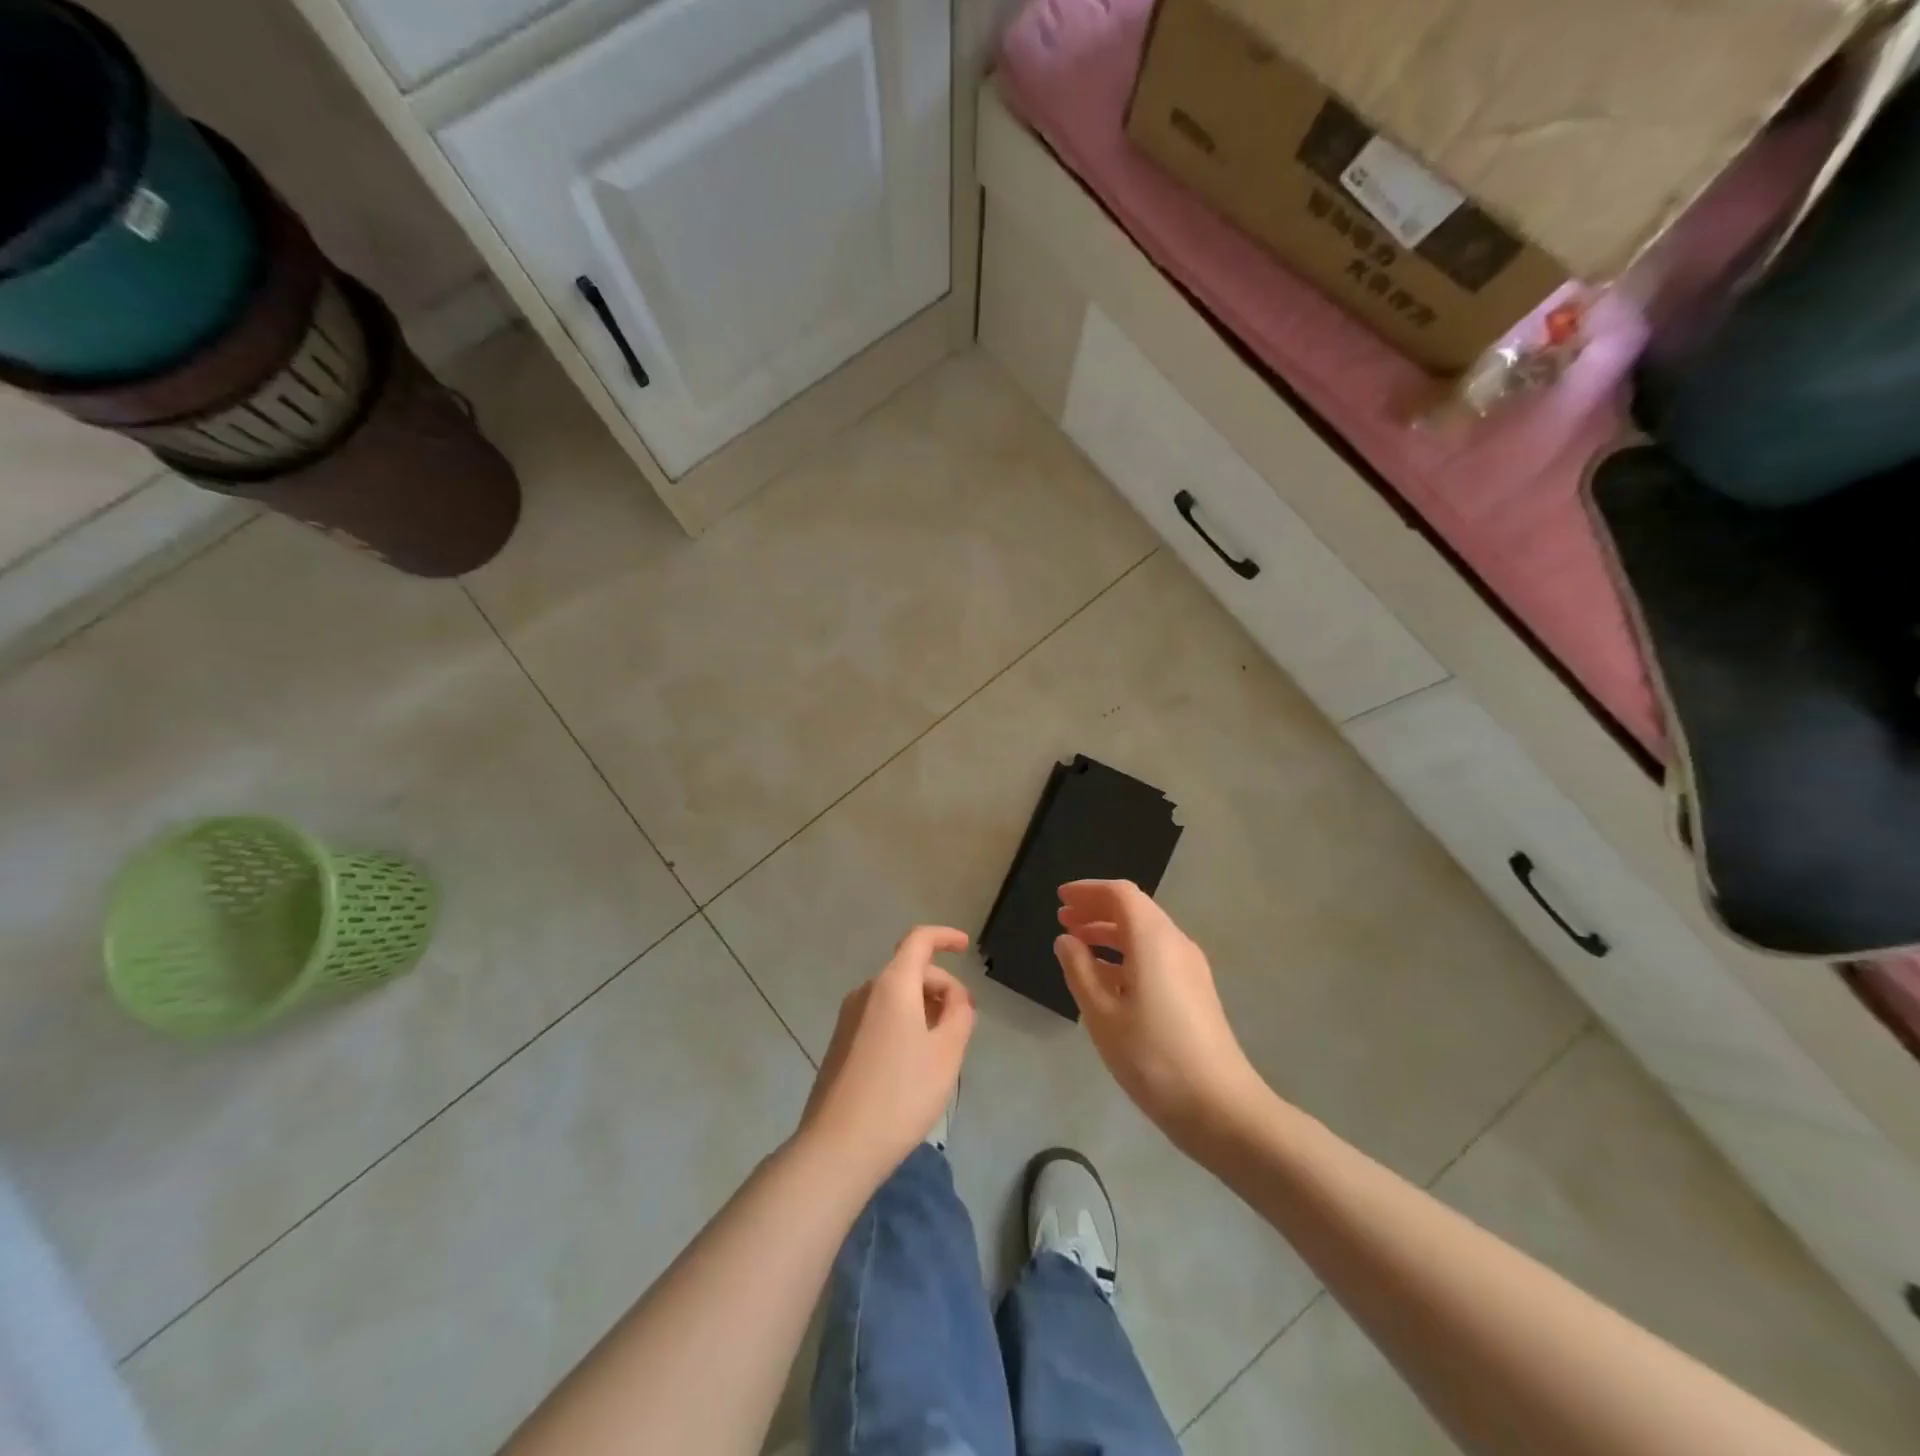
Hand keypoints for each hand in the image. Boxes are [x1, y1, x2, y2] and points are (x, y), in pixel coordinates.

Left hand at [799, 926, 975, 1183]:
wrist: (838, 1146)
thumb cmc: (901, 1094)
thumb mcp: (947, 1053)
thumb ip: (959, 1014)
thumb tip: (955, 998)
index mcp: (892, 985)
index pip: (919, 940)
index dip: (945, 937)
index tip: (966, 947)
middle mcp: (866, 992)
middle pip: (910, 970)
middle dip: (942, 986)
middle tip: (965, 1021)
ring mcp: (849, 1017)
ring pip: (895, 995)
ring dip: (924, 1007)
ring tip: (943, 1046)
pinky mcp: (841, 1043)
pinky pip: (880, 1016)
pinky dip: (904, 1022)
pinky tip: (914, 1061)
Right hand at [1055, 880, 1263, 1145]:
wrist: (1220, 1107)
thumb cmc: (1152, 1056)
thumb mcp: (1102, 1014)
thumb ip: (1079, 970)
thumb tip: (1067, 940)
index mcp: (1153, 939)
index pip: (1120, 894)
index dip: (1088, 891)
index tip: (1060, 898)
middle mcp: (1175, 943)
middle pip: (1135, 909)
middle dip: (1097, 909)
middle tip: (1063, 919)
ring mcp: (1190, 968)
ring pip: (1145, 933)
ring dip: (1110, 932)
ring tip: (1077, 946)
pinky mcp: (1195, 991)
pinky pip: (1155, 955)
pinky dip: (1126, 954)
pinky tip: (1106, 979)